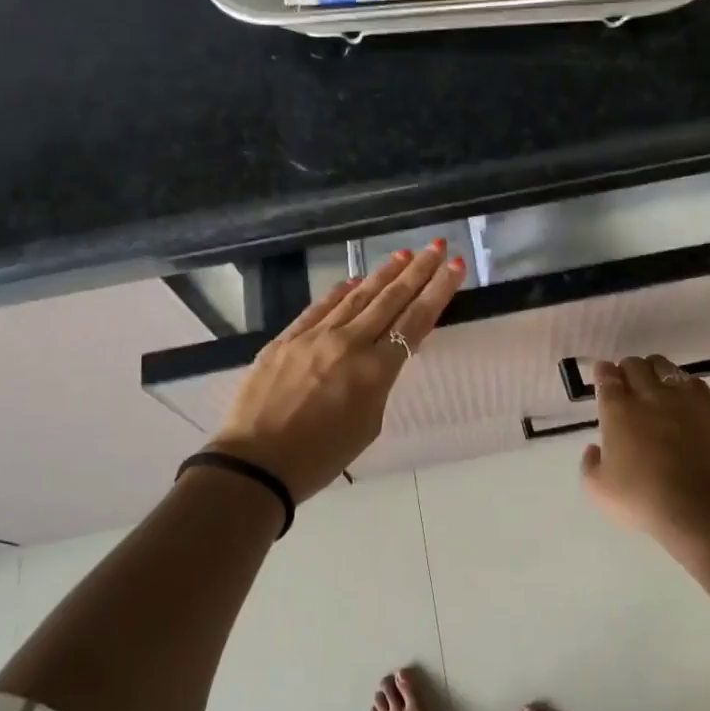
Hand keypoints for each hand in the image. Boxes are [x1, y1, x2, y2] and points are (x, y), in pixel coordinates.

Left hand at [208, 243, 463, 500]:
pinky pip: (319, 308)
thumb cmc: (319, 458)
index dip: (438, 291)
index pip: (415, 320)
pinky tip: (354, 281)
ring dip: (383, 274)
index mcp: (374, 371)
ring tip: (403, 254)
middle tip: (437, 246)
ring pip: (356, 297)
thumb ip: (379, 383)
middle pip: (390, 299)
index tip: (454, 266)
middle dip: (417, 271)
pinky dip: (340, 292)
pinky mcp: (285, 339)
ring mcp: (313, 337)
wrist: (255, 464)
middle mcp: (348, 343)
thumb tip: (380, 356)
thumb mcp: (368, 424)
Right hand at [580, 355, 709, 545]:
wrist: (699, 508)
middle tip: (626, 383)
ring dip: (654, 370)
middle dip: (627, 369)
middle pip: (634, 365)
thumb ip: (590, 465)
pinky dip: (683, 384)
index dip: (603, 373)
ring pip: (664, 366)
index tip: (602, 375)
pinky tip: (682, 398)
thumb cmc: (642, 499)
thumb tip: (594, 449)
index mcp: (617, 410)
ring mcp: (682, 399)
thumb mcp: (599, 490)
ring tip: (654, 385)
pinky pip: (694, 383)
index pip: (607, 377)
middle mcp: (648, 395)